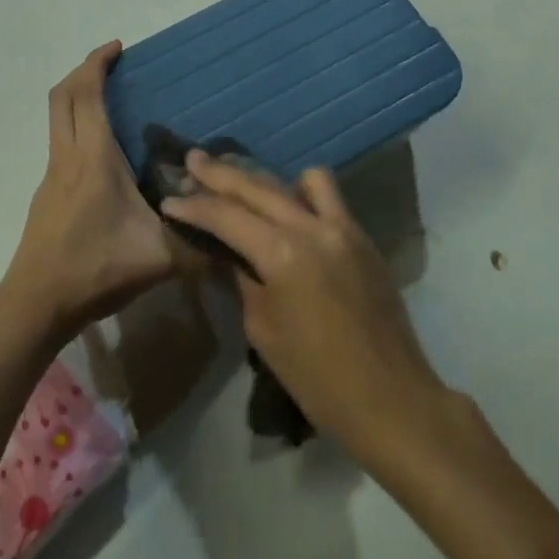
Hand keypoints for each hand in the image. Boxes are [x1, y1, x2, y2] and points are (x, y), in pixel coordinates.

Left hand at [0, 41, 182, 340]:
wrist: (35, 304)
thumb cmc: (94, 270)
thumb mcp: (159, 259)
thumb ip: (201, 246)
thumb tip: (240, 237)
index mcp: (92, 158)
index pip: (85, 94)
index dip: (96, 63)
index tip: (117, 46)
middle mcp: (67, 157)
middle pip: (62, 96)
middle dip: (83, 71)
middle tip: (112, 64)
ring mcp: (52, 175)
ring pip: (57, 119)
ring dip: (78, 99)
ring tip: (113, 102)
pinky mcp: (47, 194)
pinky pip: (61, 142)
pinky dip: (77, 127)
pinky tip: (105, 155)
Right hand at [162, 152, 444, 461]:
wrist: (390, 398)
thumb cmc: (316, 377)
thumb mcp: (263, 329)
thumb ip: (243, 278)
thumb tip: (228, 253)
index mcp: (283, 253)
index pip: (226, 216)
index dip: (193, 206)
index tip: (168, 199)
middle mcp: (312, 227)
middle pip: (257, 187)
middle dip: (220, 173)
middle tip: (192, 159)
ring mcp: (342, 227)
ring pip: (297, 180)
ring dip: (265, 179)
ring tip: (244, 185)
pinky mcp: (361, 236)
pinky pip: (329, 197)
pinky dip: (304, 193)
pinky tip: (290, 207)